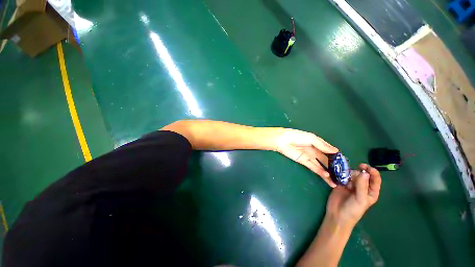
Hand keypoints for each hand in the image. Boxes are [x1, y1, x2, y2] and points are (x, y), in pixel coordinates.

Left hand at [270, 128, 338, 186]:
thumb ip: (323, 145)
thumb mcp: (312, 138)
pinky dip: (320, 171)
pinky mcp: (304, 162)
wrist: (283, 141)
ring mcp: (309, 157)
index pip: (329, 151)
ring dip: (328, 173)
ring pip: (321, 165)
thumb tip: (336, 151)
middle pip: (326, 160)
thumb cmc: (297, 136)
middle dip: (334, 167)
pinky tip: (327, 176)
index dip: (336, 157)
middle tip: (343, 175)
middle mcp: (314, 151)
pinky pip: (314, 167)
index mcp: (317, 143)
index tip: (345, 163)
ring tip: (337, 181)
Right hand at [326, 164, 380, 225]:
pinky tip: (338, 177)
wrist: (337, 214)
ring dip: (348, 174)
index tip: (364, 166)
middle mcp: (362, 186)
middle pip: (362, 174)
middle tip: (351, 175)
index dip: (372, 171)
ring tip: (344, 179)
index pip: (374, 178)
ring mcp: (351, 185)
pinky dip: (340, 174)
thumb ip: (362, 185)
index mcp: (370, 191)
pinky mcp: (341, 184)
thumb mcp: (360, 199)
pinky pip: (342, 176)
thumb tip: (364, 172)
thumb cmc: (353, 210)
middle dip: (357, 172)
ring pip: (351, 174)